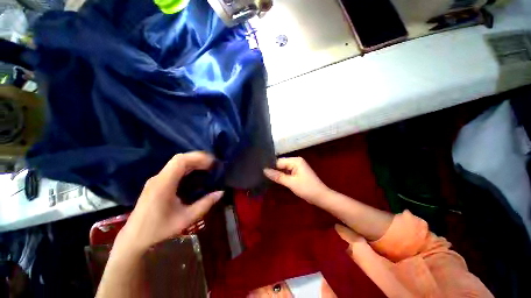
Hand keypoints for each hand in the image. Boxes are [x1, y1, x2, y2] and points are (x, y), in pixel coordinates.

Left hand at [115, 152, 223, 254]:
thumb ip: (205, 204)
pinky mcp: (157, 182)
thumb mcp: (186, 218)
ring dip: (193, 162)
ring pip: (176, 163)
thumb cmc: (159, 229)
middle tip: (212, 165)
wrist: (134, 238)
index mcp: (164, 184)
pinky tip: (196, 174)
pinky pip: (174, 169)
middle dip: (198, 158)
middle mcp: (159, 177)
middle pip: (179, 159)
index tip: (212, 162)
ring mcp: (156, 179)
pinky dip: (187, 168)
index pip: (180, 161)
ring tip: (207, 167)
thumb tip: (221, 192)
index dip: (198, 157)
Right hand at [263, 157, 329, 204]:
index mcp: (295, 161)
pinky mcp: (297, 173)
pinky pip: (287, 172)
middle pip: (281, 164)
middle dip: (273, 169)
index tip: (260, 170)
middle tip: (261, 174)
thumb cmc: (307, 188)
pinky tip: (274, 179)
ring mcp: (297, 167)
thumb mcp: (291, 183)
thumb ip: (278, 176)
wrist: (321, 197)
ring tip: (265, 176)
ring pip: (283, 168)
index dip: (270, 166)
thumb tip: (264, 170)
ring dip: (277, 173)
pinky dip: (282, 176)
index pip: (279, 161)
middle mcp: (296, 161)